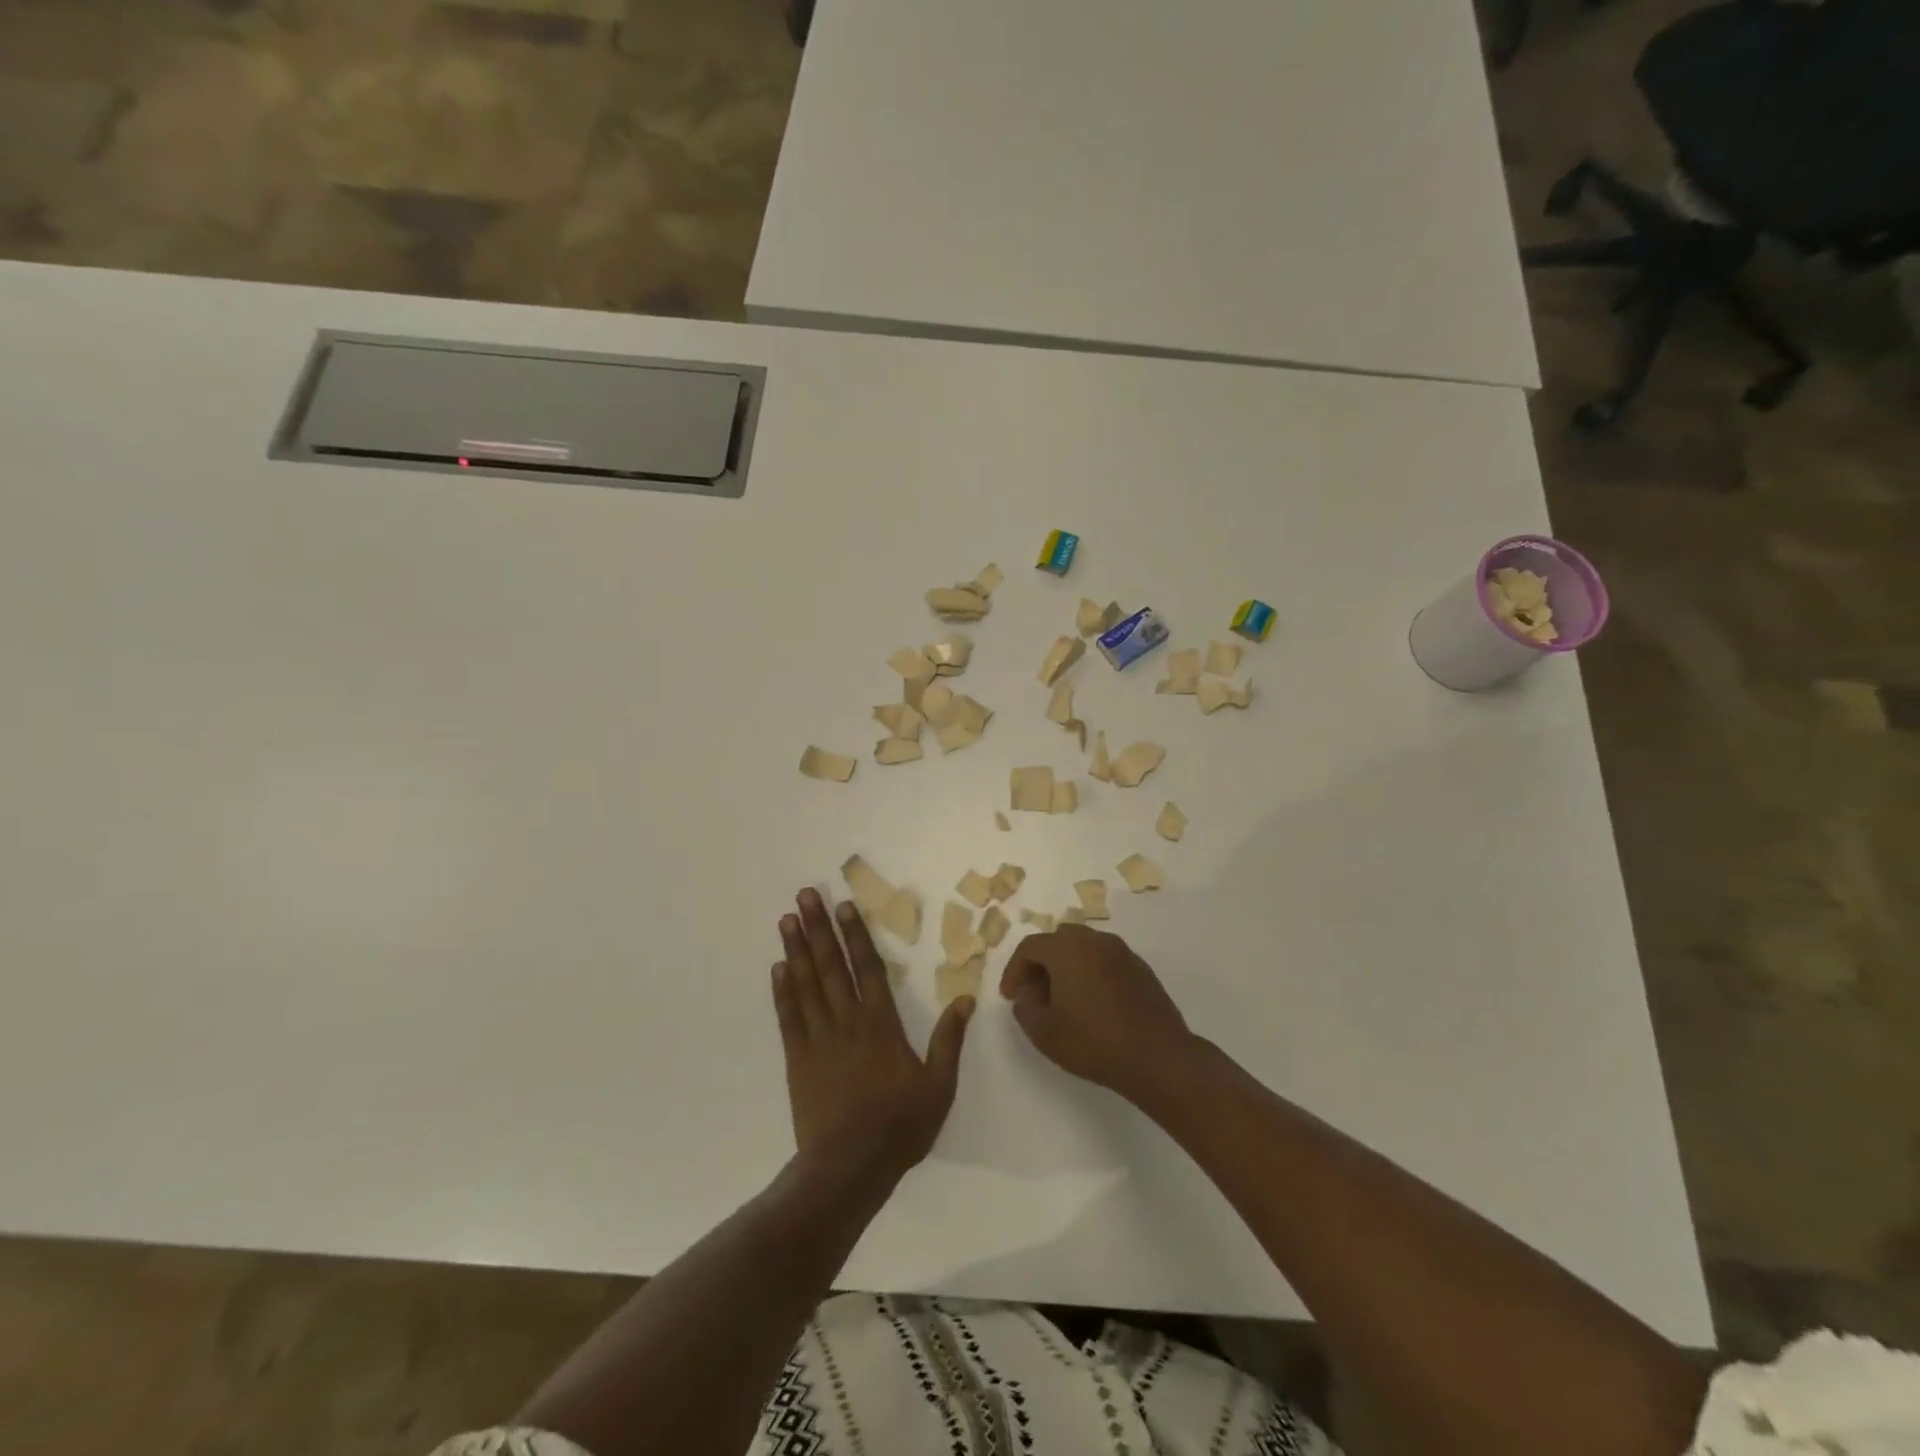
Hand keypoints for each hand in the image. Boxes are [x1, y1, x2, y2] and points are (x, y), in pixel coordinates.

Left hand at [772, 888, 973, 1178]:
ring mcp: (818, 1039)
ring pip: (806, 984)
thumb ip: (949, 1041)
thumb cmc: (899, 1127)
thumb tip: (965, 999)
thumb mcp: (938, 1087)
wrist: (848, 1168)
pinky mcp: (797, 1059)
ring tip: (787, 919)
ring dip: (796, 949)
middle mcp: (847, 1021)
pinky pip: (789, 1017)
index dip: (855, 935)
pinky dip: (782, 990)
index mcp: (881, 1025)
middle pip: (831, 966)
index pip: (868, 968)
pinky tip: (777, 967)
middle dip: (818, 928)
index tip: (843, 906)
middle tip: (805, 895)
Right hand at [1000, 925, 1196, 1103]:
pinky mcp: (1141, 968)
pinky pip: (1105, 961)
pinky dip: (1091, 973)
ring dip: (1067, 966)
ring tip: (1062, 999)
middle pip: (1058, 940)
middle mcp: (1095, 941)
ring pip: (1084, 948)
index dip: (1014, 970)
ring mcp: (1122, 952)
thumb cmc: (1094, 1042)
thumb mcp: (1044, 1032)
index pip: (1030, 947)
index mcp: (1068, 949)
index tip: (1009, 996)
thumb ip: (1025, 1008)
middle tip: (1034, 992)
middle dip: (1041, 963)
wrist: (1158, 1057)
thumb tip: (1027, 995)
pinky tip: (1092, 1003)